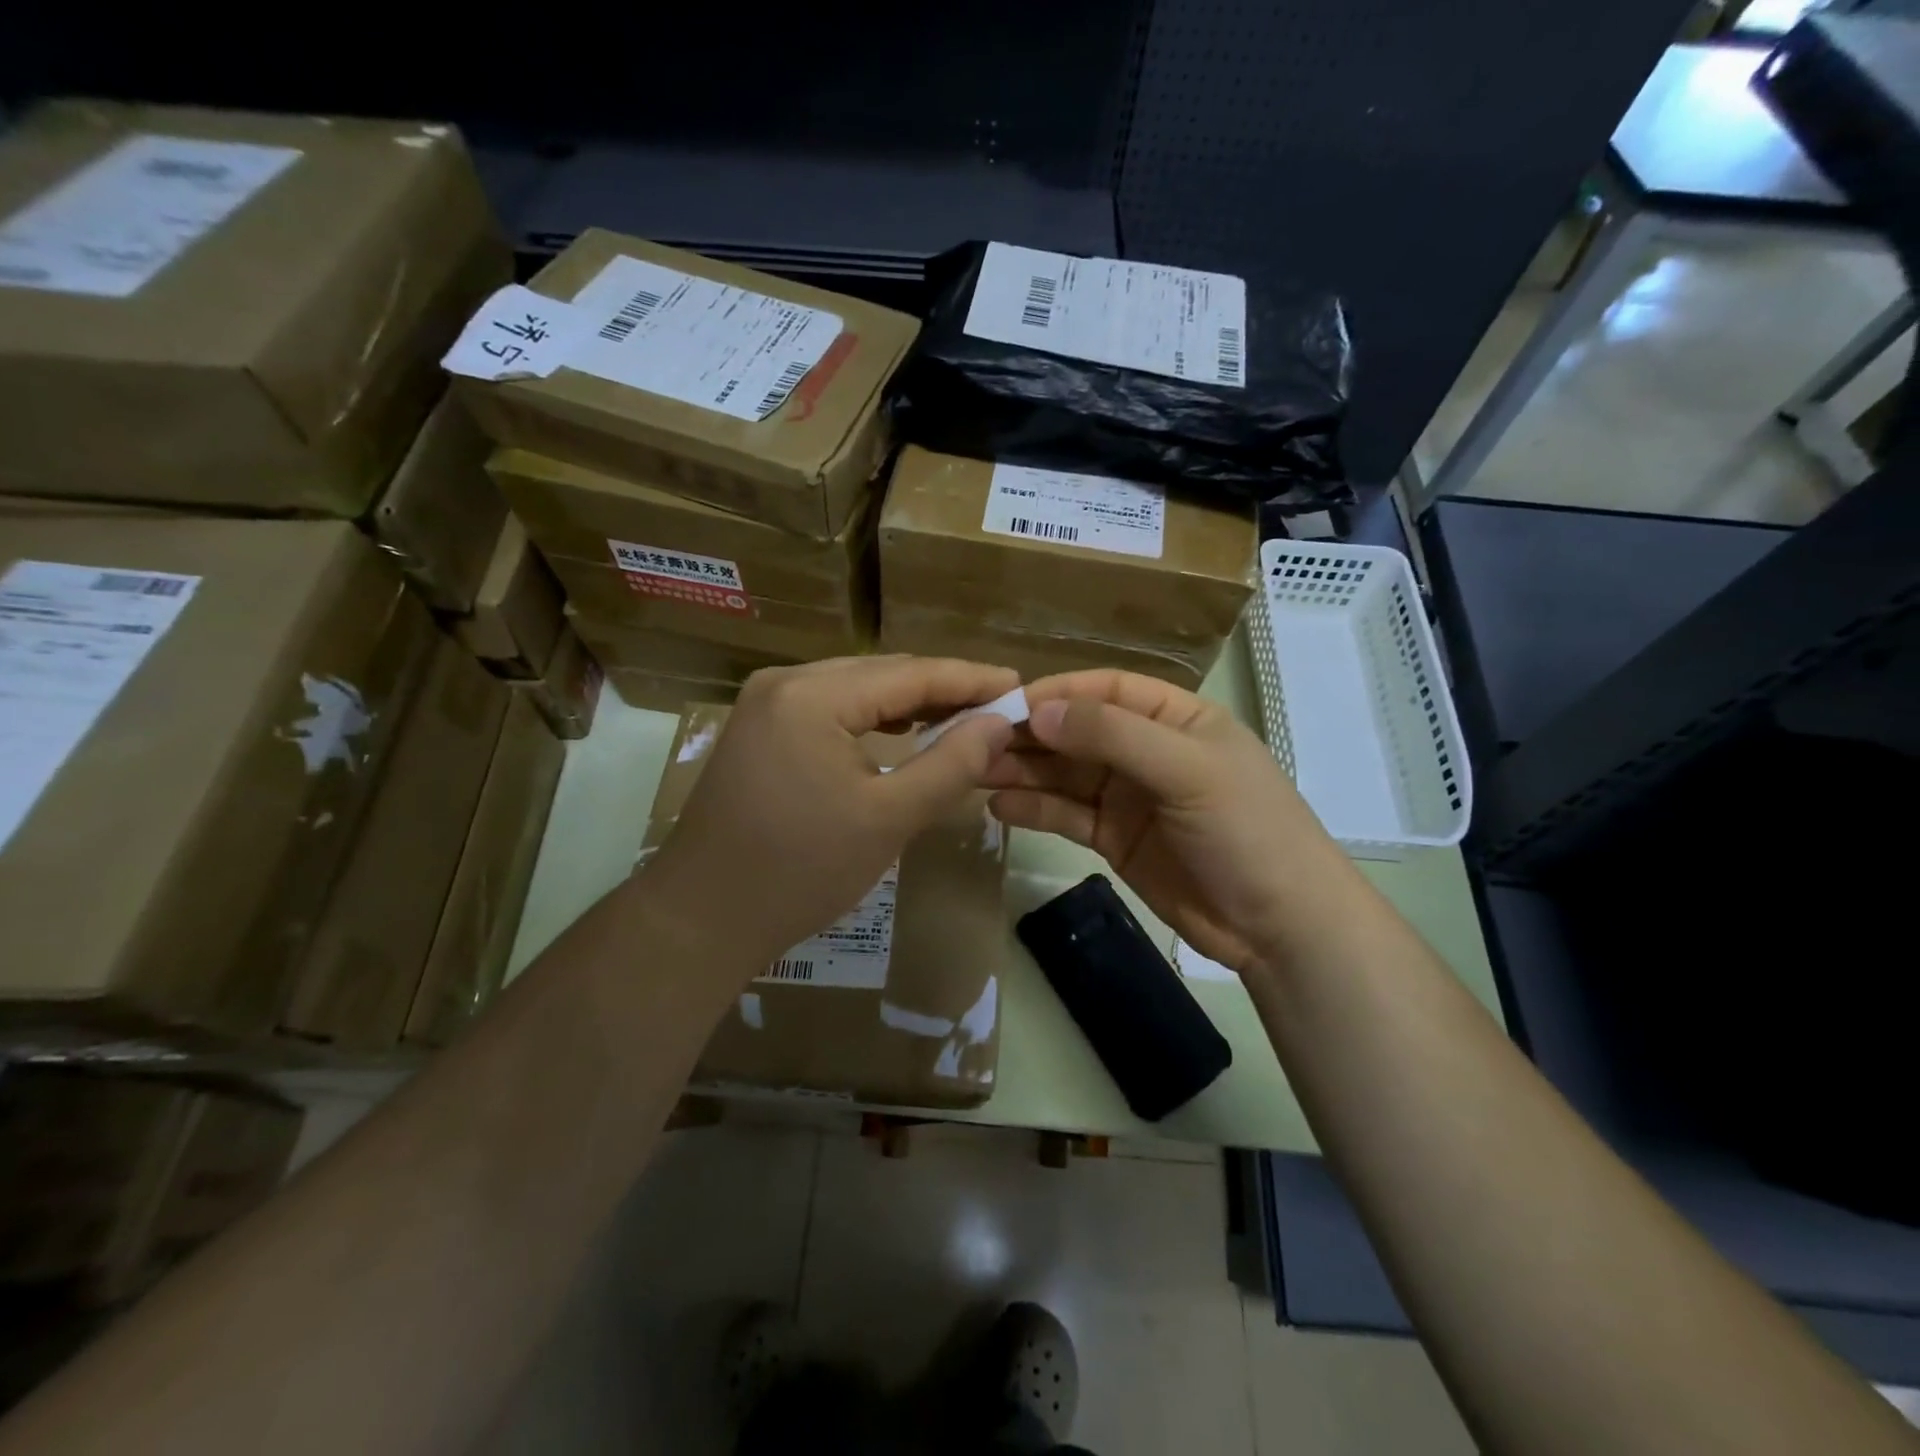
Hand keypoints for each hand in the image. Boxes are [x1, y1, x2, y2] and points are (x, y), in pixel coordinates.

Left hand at [640, 656, 1020, 975]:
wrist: (702, 919)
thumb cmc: (800, 871)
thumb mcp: (888, 818)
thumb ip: (950, 764)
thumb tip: (998, 723)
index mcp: (812, 695)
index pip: (910, 673)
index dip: (971, 679)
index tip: (1021, 686)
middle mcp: (785, 683)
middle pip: (882, 673)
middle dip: (943, 690)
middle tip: (1000, 707)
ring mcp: (765, 705)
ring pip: (856, 690)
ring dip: (909, 704)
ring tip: (963, 718)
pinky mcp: (759, 730)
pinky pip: (831, 710)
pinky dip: (873, 719)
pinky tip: (903, 733)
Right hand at [983, 669, 1344, 973]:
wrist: (1279, 925)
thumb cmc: (1246, 830)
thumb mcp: (1187, 770)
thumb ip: (1114, 736)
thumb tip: (1040, 711)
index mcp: (1174, 718)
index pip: (1105, 690)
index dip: (1056, 693)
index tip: (1003, 703)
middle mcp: (1146, 750)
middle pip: (1076, 732)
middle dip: (1028, 734)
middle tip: (972, 741)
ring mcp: (1128, 796)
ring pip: (1064, 774)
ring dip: (1022, 770)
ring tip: (973, 771)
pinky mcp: (1113, 838)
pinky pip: (1065, 815)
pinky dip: (1034, 809)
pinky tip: (998, 806)